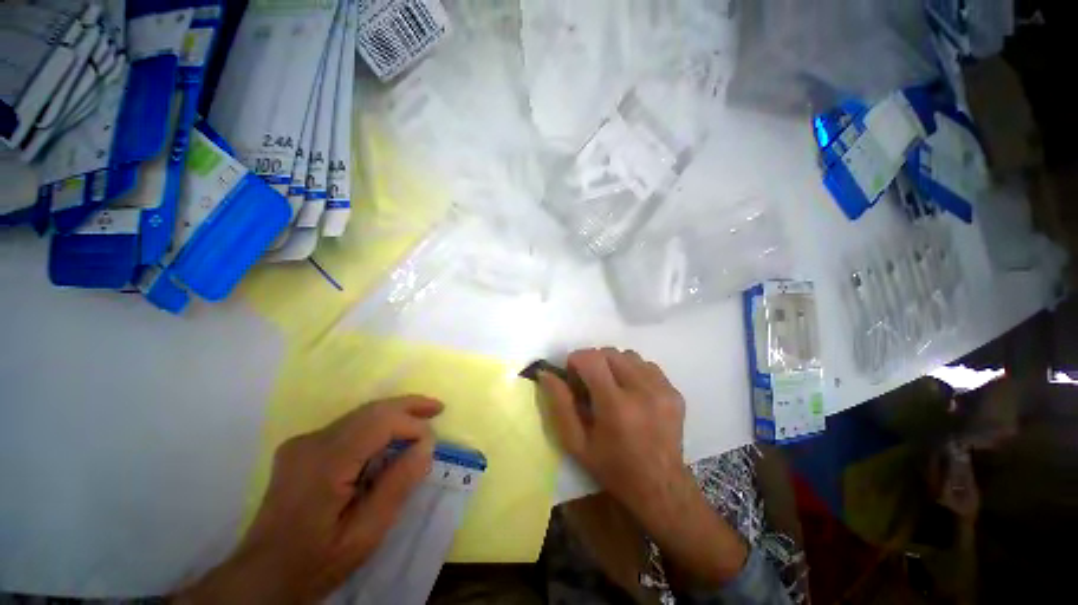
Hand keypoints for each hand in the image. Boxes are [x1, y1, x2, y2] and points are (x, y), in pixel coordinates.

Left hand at [176, 396, 442, 603]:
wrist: (262, 577)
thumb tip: (426, 445)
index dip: (411, 425)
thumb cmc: (316, 561)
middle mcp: (311, 442)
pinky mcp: (302, 447)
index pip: (378, 423)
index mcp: (324, 463)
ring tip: (423, 416)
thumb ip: (397, 485)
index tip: (432, 443)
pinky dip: (376, 426)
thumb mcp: (365, 534)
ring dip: (394, 414)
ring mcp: (303, 442)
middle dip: (408, 406)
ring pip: (360, 415)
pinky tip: (391, 436)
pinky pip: (348, 427)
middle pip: (369, 410)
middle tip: (438, 407)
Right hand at [539, 349, 746, 587]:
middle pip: (610, 353)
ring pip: (628, 356)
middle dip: (593, 361)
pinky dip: (633, 371)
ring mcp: (662, 389)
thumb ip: (560, 404)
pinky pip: (646, 365)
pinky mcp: (674, 391)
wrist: (660, 487)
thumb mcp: (576, 443)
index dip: (576, 360)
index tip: (573, 375)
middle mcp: (642, 391)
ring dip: (613, 365)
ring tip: (612, 387)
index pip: (592, 358)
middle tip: (590, 383)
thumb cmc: (612, 468)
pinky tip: (631, 392)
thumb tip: (546, 373)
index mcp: (616, 405)